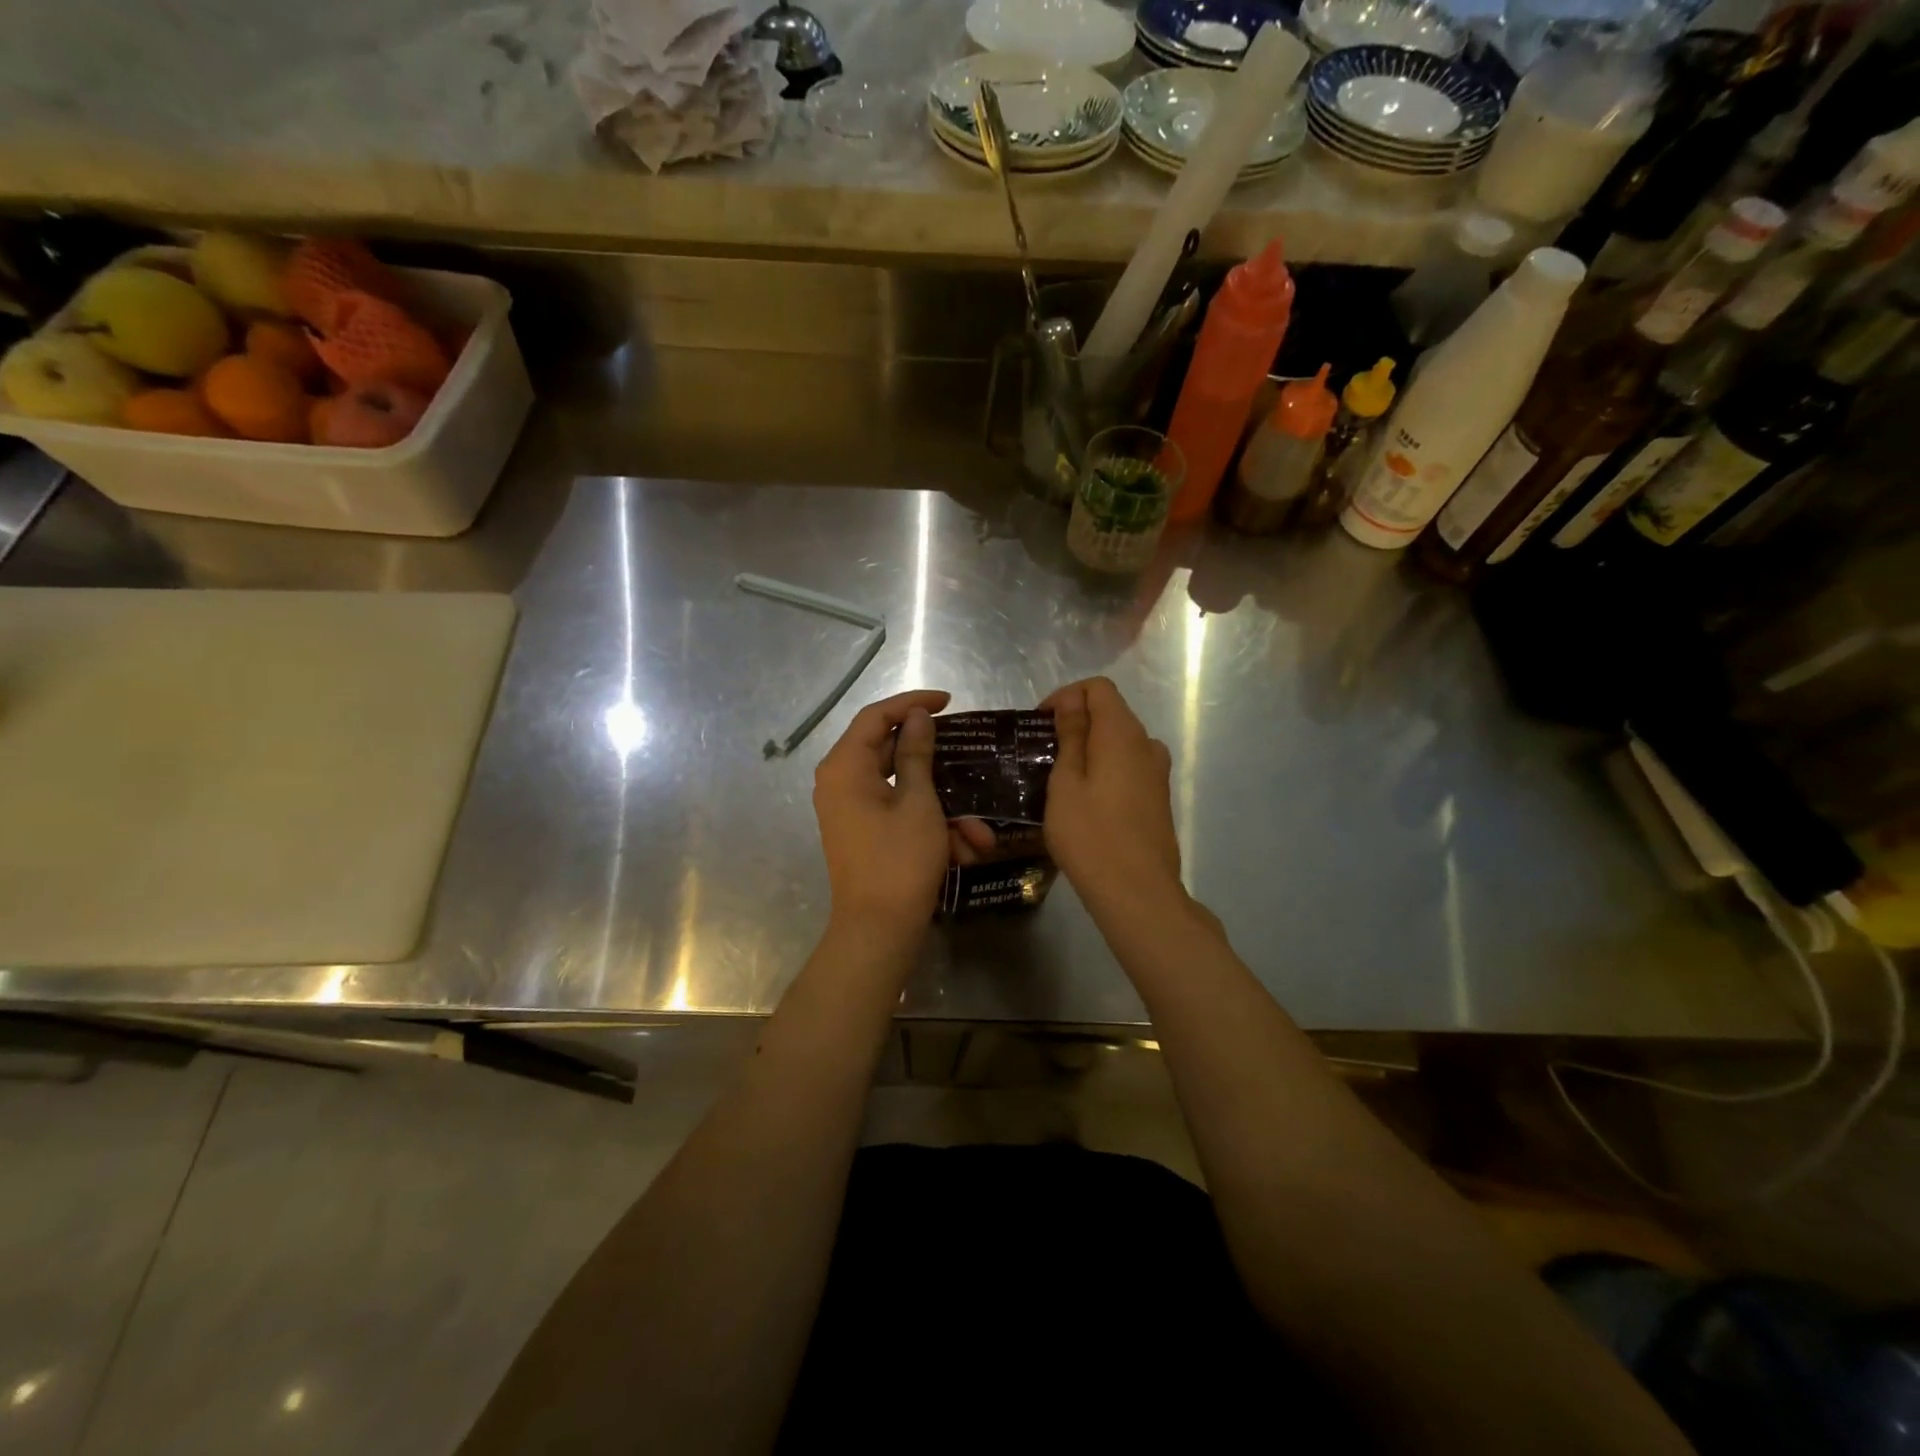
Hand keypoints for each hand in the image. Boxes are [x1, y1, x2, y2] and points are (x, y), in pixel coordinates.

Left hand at [812, 689, 952, 938]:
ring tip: (978, 833)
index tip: (948, 701)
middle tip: (966, 752)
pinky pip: (899, 813)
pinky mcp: (863, 831)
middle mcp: (840, 782)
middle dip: (937, 764)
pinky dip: (931, 825)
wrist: (878, 930)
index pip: (876, 716)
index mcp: (845, 766)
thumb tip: (917, 717)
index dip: (912, 703)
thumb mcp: (918, 802)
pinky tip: (966, 849)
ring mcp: (851, 809)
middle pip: (890, 751)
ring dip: (943, 806)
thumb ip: (917, 753)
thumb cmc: (899, 860)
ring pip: (902, 789)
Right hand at [1040, 677, 1186, 918]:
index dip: (1066, 696)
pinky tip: (1085, 800)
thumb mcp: (1066, 783)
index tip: (1041, 724)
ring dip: (1090, 747)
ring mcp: (1157, 772)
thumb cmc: (1090, 835)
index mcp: (1122, 733)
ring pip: (1120, 742)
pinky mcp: (1159, 797)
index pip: (1098, 688)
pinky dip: (1105, 768)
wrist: (1137, 892)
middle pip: (1111, 712)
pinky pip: (1129, 766)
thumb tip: (1071, 702)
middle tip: (1043, 752)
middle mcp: (1147, 744)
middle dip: (1075, 721)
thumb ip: (1070, 736)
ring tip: (1060, 777)